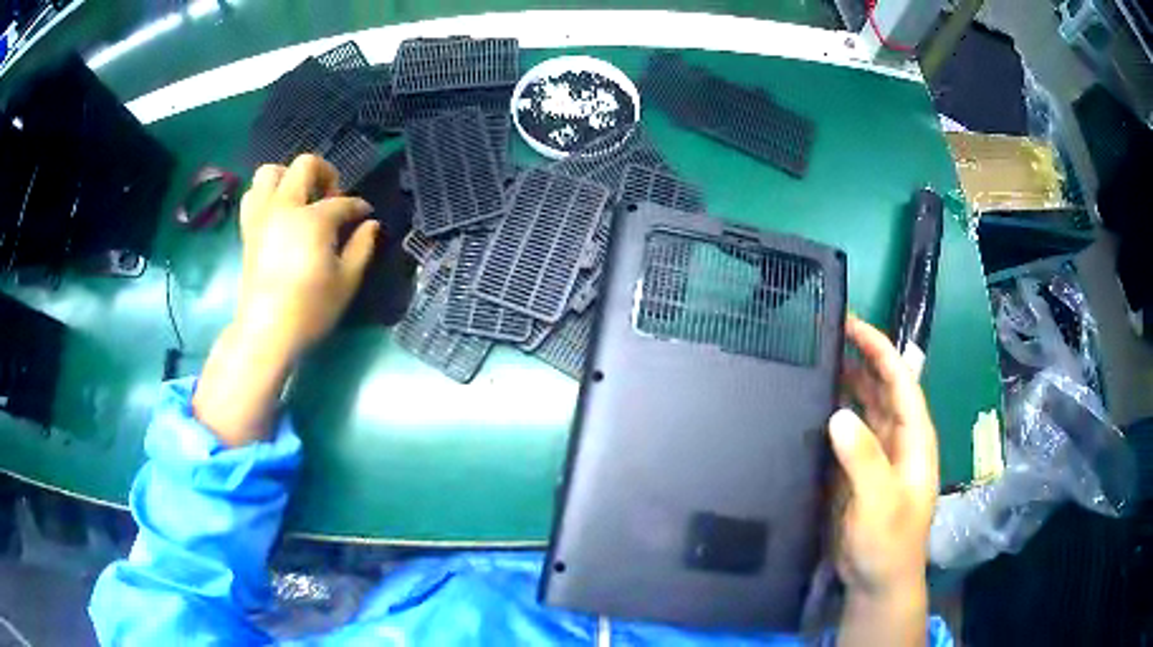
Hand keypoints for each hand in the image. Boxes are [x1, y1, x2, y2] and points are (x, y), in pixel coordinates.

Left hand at [192, 155, 378, 446]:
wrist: (266, 332)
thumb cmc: (310, 310)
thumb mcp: (347, 282)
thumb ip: (362, 247)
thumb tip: (370, 224)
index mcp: (313, 220)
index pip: (343, 202)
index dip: (359, 208)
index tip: (365, 217)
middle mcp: (285, 207)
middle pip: (304, 165)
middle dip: (325, 174)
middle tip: (332, 198)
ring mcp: (262, 216)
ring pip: (270, 172)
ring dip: (289, 178)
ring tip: (300, 200)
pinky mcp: (248, 229)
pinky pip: (253, 196)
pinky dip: (266, 195)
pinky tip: (278, 213)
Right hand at [831, 315, 938, 644]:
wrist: (876, 581)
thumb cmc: (889, 542)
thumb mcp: (881, 502)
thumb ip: (864, 458)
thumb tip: (838, 413)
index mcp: (913, 438)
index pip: (900, 381)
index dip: (879, 349)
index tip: (851, 323)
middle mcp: (896, 439)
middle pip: (880, 388)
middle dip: (859, 359)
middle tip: (824, 336)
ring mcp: (875, 455)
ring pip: (862, 408)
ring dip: (844, 385)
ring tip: (813, 363)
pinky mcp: (854, 471)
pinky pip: (844, 434)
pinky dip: (830, 416)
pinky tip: (809, 407)